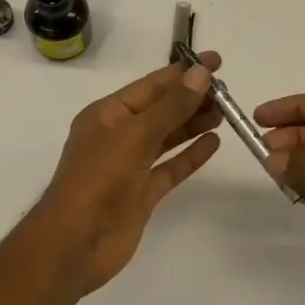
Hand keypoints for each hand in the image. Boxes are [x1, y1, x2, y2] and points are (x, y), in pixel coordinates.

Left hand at [30, 53, 223, 298]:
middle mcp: (118, 136)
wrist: (76, 243)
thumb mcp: (135, 134)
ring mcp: (130, 166)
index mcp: (107, 114)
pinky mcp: (142, 193)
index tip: (215, 61)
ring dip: (194, 123)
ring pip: (167, 137)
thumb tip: (200, 74)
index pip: (150, 86)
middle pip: (161, 110)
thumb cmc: (99, 179)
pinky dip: (190, 155)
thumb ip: (171, 106)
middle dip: (192, 98)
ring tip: (226, 112)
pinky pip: (170, 167)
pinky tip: (214, 143)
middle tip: (228, 91)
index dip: (183, 72)